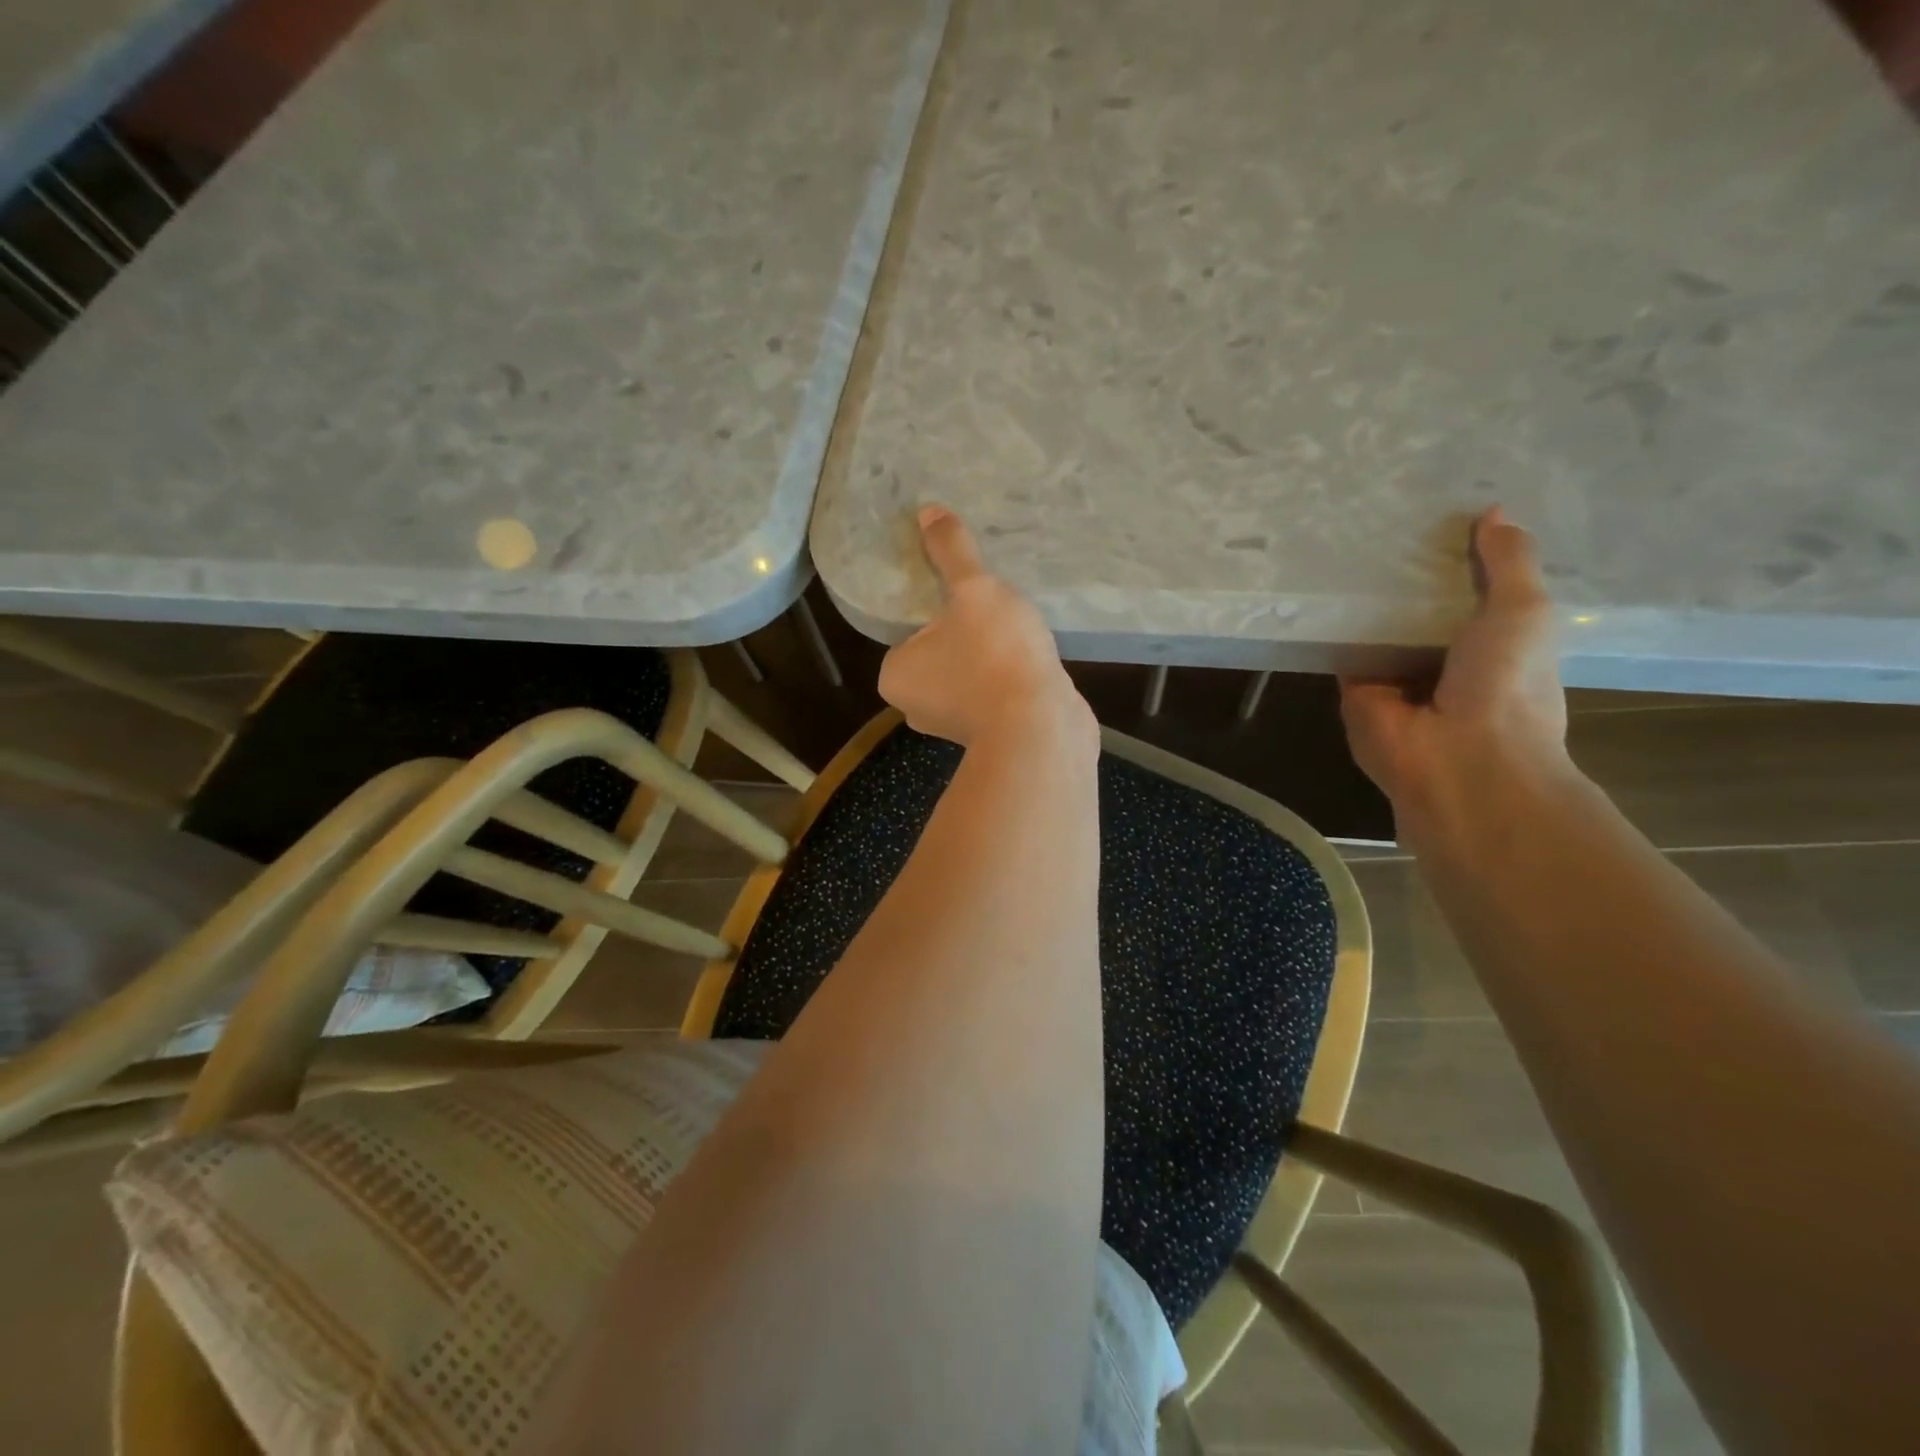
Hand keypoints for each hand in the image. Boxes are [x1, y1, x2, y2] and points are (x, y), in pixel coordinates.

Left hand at [879, 505, 1094, 750]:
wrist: (1042, 728)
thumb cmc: (994, 656)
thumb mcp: (974, 590)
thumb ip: (952, 552)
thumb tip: (927, 511)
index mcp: (895, 675)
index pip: (908, 629)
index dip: (935, 604)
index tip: (962, 588)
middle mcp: (916, 705)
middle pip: (940, 650)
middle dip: (965, 628)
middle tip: (992, 600)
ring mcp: (956, 724)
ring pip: (970, 671)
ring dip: (991, 652)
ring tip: (1016, 623)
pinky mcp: (994, 733)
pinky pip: (996, 690)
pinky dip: (1010, 673)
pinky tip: (1032, 653)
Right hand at [1339, 507, 1569, 838]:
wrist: (1458, 758)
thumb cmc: (1508, 683)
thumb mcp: (1525, 611)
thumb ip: (1509, 563)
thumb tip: (1495, 512)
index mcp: (1496, 645)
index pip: (1474, 594)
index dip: (1461, 559)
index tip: (1440, 519)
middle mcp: (1445, 660)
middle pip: (1420, 609)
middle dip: (1407, 575)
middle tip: (1383, 522)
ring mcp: (1398, 677)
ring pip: (1379, 628)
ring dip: (1367, 597)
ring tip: (1345, 542)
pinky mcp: (1356, 690)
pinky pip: (1345, 649)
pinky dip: (1335, 624)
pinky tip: (1321, 585)